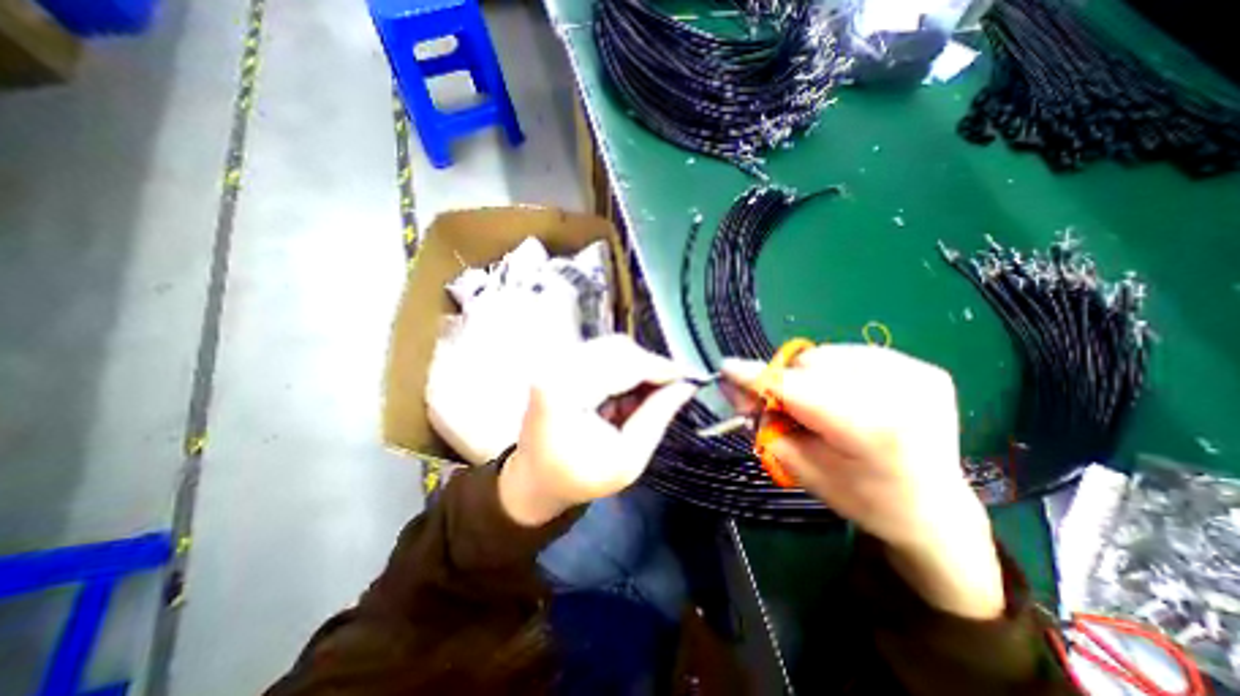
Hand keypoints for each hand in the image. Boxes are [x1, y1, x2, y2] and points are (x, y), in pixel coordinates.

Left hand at [500, 338, 696, 525]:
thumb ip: (657, 417)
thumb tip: (686, 386)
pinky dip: (622, 368)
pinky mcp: (560, 362)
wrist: (535, 479)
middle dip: (650, 366)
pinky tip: (627, 392)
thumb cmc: (580, 477)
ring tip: (647, 396)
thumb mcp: (628, 460)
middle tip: (671, 389)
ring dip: (637, 366)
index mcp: (564, 392)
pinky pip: (602, 353)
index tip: (690, 378)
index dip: (661, 369)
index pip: (623, 366)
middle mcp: (555, 366)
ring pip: (612, 347)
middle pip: (618, 348)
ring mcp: (555, 361)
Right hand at [728, 342, 1005, 619]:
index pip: (795, 388)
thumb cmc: (861, 497)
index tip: (726, 367)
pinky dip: (837, 371)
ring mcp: (917, 374)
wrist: (934, 509)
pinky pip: (854, 354)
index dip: (757, 377)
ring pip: (829, 354)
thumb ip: (762, 422)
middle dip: (787, 382)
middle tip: (787, 407)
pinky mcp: (925, 367)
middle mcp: (899, 392)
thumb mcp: (800, 467)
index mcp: (869, 428)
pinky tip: (848, 396)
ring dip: (811, 375)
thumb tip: (730, 384)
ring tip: (822, 405)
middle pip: (811, 365)